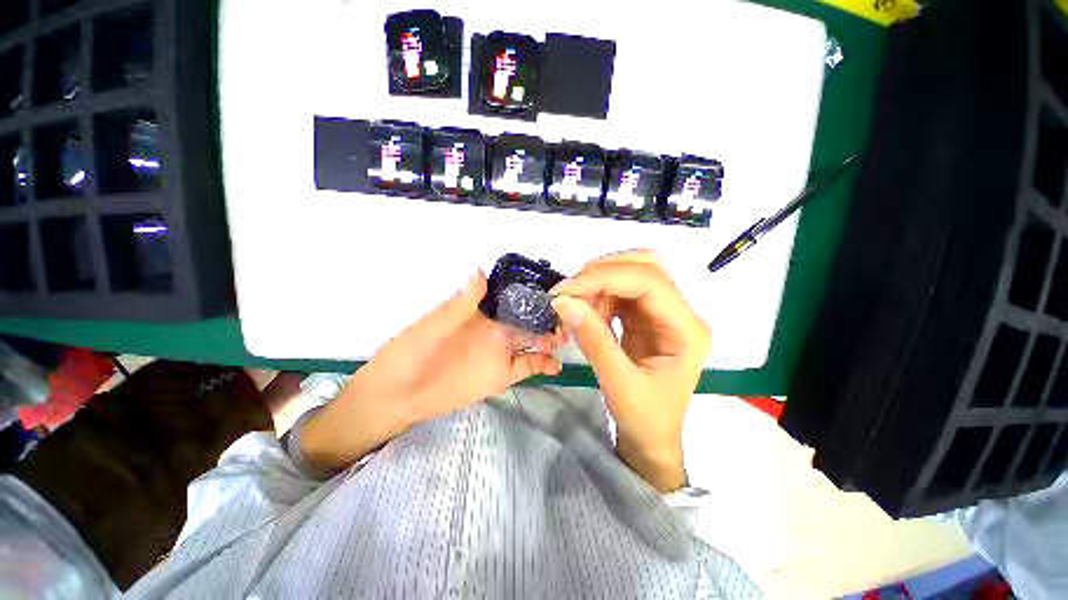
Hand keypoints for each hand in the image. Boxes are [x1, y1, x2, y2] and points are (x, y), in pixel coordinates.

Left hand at [301, 271, 562, 470]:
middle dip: (549, 316)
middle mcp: (496, 328)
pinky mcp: (501, 374)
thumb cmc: (409, 353)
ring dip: (550, 337)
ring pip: (533, 340)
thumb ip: (459, 304)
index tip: (556, 289)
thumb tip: (479, 271)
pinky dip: (543, 364)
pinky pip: (527, 367)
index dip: (533, 292)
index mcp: (481, 311)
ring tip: (565, 337)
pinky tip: (555, 365)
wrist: (398, 395)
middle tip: (569, 316)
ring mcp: (501, 351)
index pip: (512, 296)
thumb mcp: (432, 326)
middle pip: (529, 318)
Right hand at [550, 251, 710, 491]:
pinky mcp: (645, 317)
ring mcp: (663, 312)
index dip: (604, 278)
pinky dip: (597, 295)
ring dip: (597, 283)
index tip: (565, 291)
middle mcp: (680, 313)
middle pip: (645, 266)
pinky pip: (620, 292)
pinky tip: (585, 311)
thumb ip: (593, 340)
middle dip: (602, 272)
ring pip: (630, 274)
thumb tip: (563, 302)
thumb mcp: (619, 384)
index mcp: (686, 330)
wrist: (651, 439)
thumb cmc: (645, 420)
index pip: (649, 281)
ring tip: (574, 305)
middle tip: (569, 291)